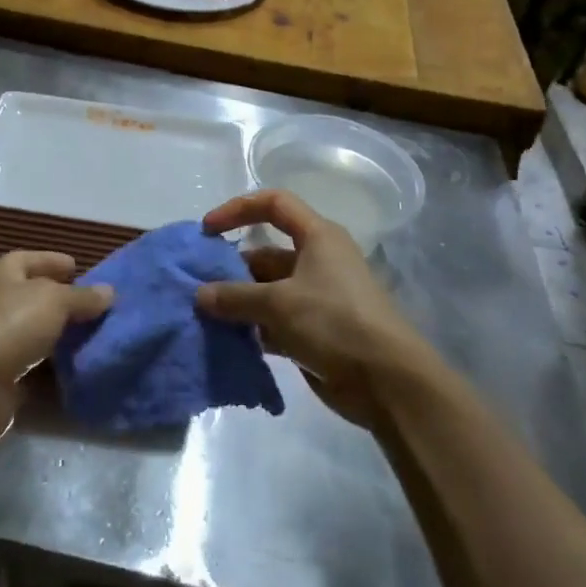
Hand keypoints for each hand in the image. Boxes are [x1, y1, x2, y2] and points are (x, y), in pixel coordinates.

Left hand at [0, 251, 112, 445]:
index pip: (32, 259)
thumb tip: (109, 291)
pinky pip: (38, 364)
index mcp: (5, 273)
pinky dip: (58, 365)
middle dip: (67, 301)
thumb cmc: (11, 325)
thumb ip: (83, 296)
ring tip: (100, 335)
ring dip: (65, 335)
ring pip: (40, 332)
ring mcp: (0, 339)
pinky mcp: (5, 373)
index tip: (82, 270)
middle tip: (100, 307)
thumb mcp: (54, 300)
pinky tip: (85, 364)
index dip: (55, 261)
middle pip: (38, 297)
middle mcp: (0, 302)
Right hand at [195, 191, 433, 426]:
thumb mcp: (279, 304)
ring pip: (268, 290)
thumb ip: (235, 297)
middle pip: (266, 253)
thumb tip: (200, 294)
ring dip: (239, 302)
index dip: (238, 209)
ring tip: (205, 316)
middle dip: (231, 268)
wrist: (387, 382)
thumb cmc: (335, 323)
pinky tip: (228, 341)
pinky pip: (275, 321)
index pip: (274, 204)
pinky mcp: (315, 330)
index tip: (208, 230)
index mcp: (318, 238)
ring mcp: (317, 297)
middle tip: (198, 287)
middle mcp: (317, 261)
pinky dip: (253, 328)